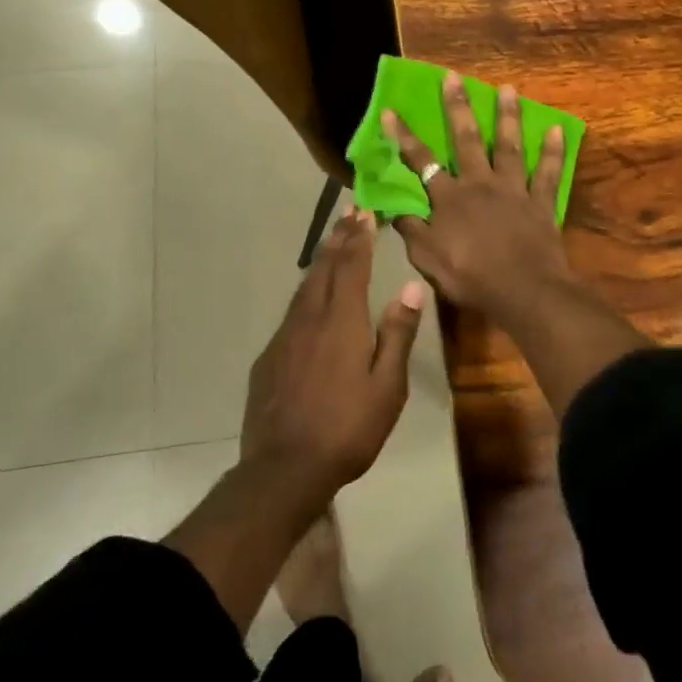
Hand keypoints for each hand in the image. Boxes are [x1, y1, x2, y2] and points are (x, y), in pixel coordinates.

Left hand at [240, 209, 424, 507]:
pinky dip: (307, 292)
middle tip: (349, 213)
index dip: (359, 239)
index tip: (365, 213)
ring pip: (305, 288)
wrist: (283, 469)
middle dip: (339, 239)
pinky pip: (292, 312)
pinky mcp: (270, 357)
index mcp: (342, 322)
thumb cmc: (347, 429)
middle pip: (325, 269)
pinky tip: (311, 300)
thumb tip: (412, 288)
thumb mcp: (387, 387)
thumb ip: (397, 334)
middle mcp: (310, 319)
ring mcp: (285, 337)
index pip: (351, 268)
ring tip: (332, 244)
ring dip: (322, 261)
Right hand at [383, 75, 573, 328]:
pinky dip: (553, 151)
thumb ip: (411, 230)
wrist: (523, 290)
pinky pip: (548, 172)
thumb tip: (394, 208)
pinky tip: (557, 129)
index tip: (391, 110)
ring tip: (508, 88)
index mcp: (449, 198)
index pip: (421, 162)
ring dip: (507, 116)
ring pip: (509, 146)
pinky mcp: (540, 201)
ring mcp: (513, 189)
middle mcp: (480, 183)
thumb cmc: (470, 276)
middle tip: (454, 77)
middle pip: (466, 139)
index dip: (404, 136)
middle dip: (458, 106)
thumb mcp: (427, 259)